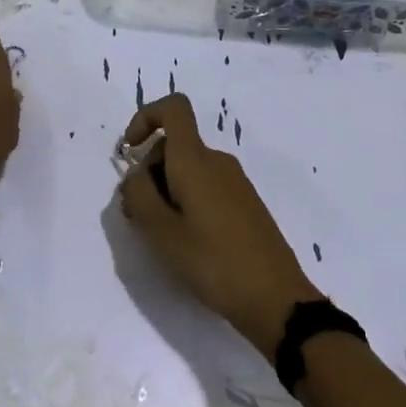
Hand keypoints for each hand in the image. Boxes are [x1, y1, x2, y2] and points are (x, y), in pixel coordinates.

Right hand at [117, 93, 319, 359]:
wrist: (275, 297)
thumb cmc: (214, 262)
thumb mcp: (162, 233)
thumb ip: (138, 196)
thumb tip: (134, 175)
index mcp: (196, 160)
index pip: (174, 108)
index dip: (145, 118)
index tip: (130, 150)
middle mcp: (217, 161)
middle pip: (174, 145)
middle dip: (148, 170)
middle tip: (138, 215)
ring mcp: (235, 182)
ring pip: (188, 168)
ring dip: (165, 190)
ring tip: (160, 234)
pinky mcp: (244, 203)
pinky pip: (206, 185)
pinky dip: (186, 200)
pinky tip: (186, 240)